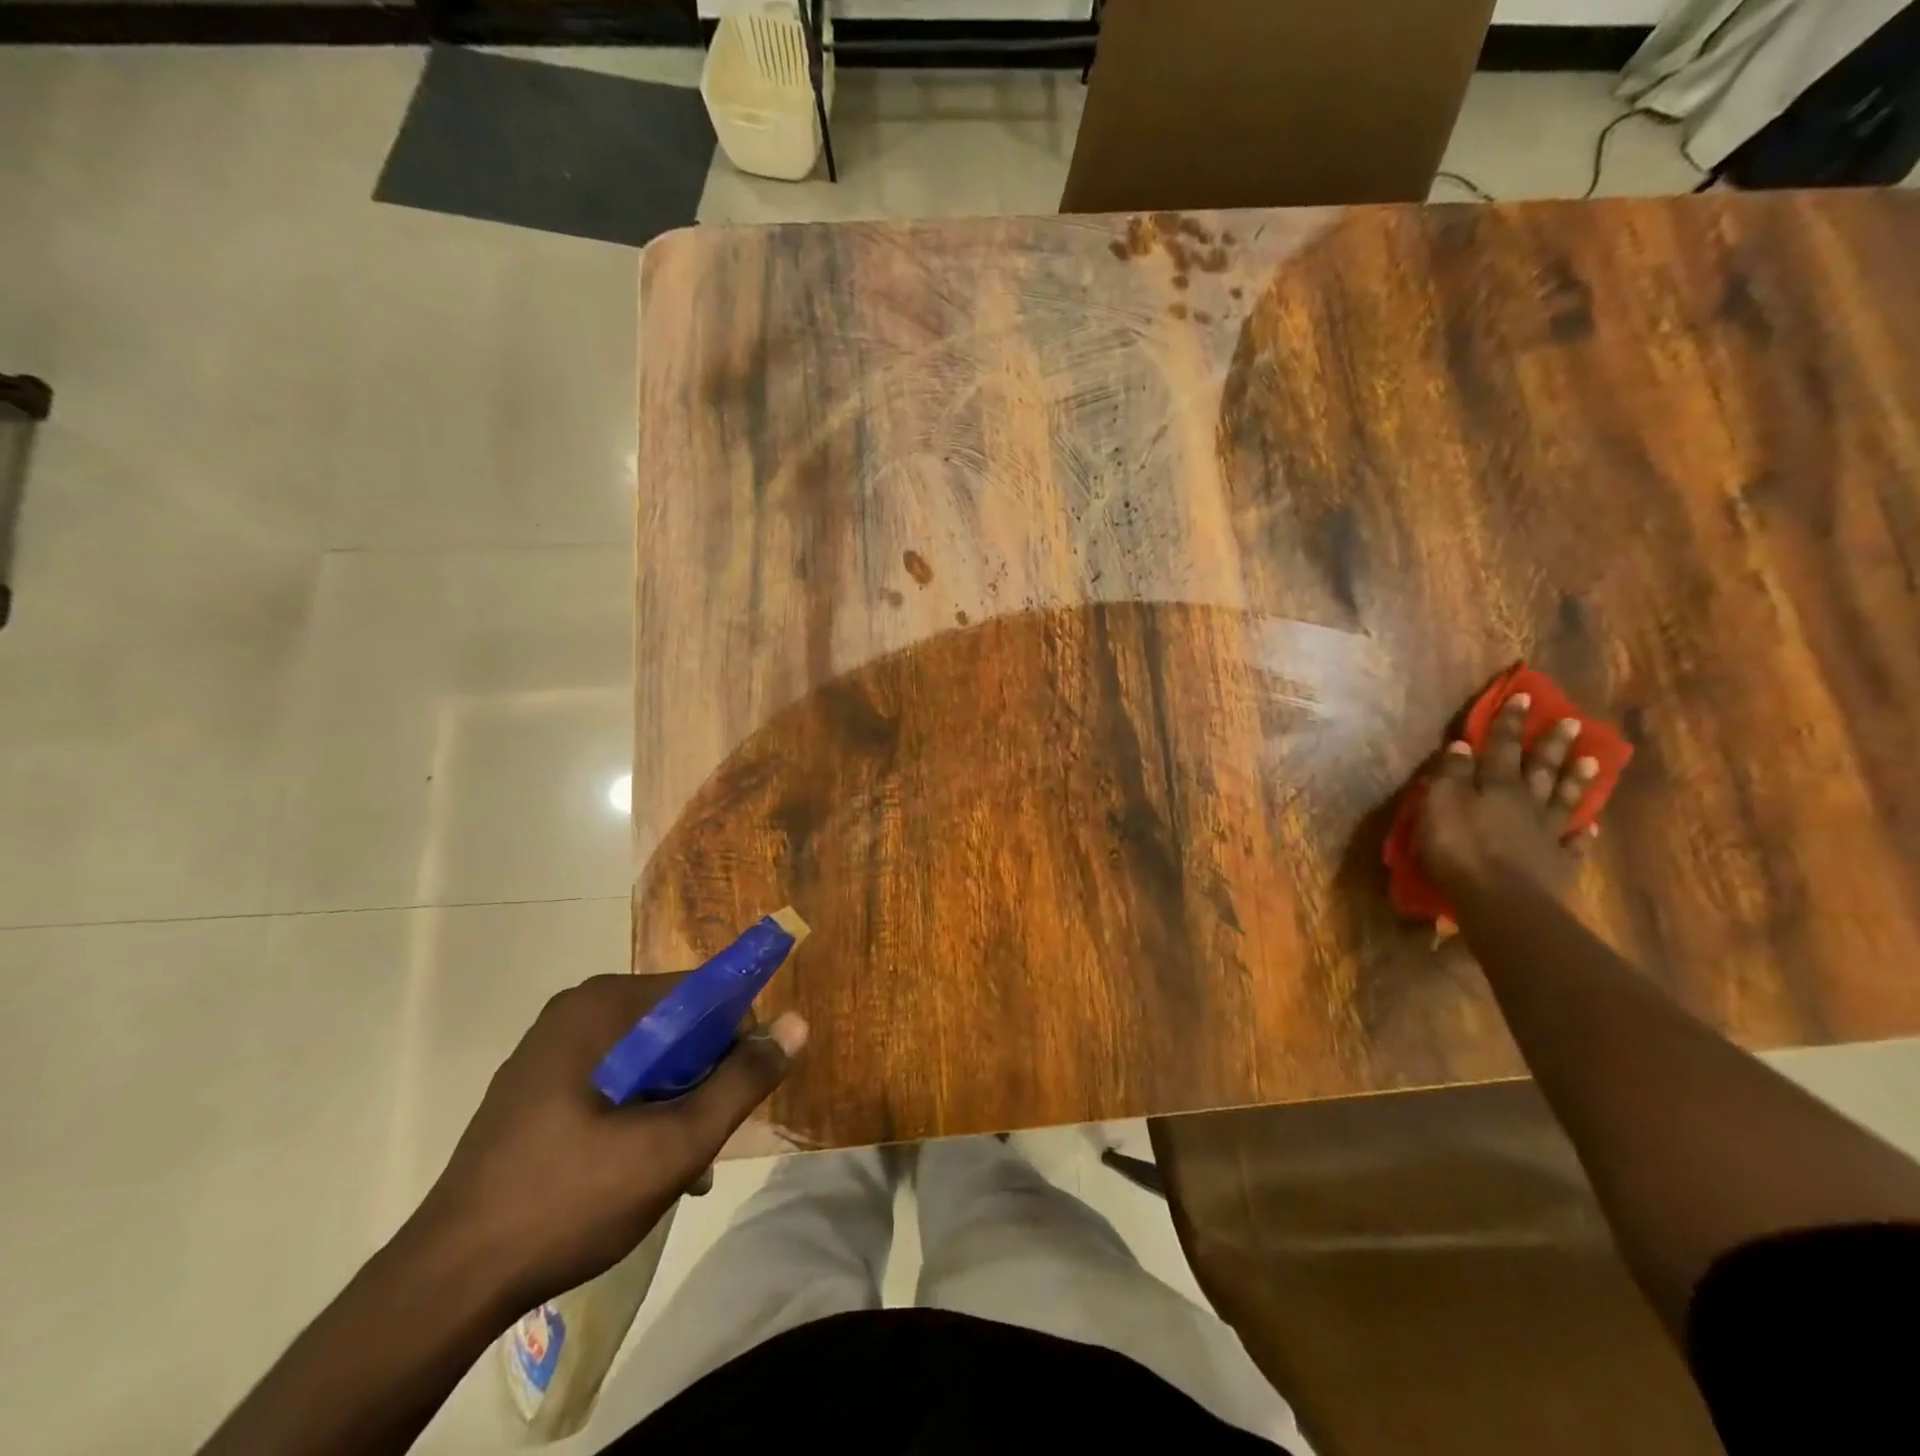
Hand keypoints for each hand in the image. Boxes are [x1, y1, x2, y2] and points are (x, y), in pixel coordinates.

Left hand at [409, 974, 807, 1311]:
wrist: (446, 1285)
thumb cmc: (569, 1199)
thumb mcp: (673, 1144)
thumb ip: (741, 1081)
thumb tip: (797, 1023)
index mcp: (604, 1004)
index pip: (701, 990)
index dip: (736, 1035)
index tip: (742, 1090)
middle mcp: (577, 1010)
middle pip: (676, 1024)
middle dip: (704, 1078)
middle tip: (707, 1139)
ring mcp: (551, 1048)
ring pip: (648, 1056)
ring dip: (676, 1101)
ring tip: (682, 1167)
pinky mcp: (537, 1086)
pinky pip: (614, 1078)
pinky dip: (639, 1111)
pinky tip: (643, 1168)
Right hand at [1416, 691, 1599, 901]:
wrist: (1500, 901)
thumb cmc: (1460, 849)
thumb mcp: (1440, 805)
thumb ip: (1451, 775)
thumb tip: (1462, 745)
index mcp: (1497, 786)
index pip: (1502, 746)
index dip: (1510, 722)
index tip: (1524, 696)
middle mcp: (1527, 803)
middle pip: (1541, 768)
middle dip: (1551, 744)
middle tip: (1571, 721)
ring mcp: (1547, 833)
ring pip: (1564, 799)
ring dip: (1576, 780)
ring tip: (1592, 761)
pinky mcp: (1556, 864)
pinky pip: (1573, 843)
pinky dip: (1581, 832)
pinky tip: (1590, 826)